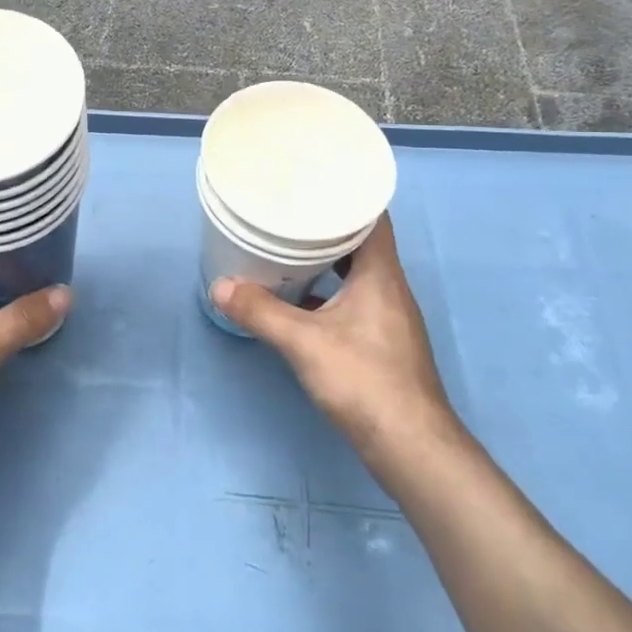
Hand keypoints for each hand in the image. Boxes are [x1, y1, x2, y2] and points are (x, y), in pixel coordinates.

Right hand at [212, 215, 463, 489]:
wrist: (411, 448)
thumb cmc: (364, 381)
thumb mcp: (304, 342)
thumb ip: (260, 312)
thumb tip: (220, 286)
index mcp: (381, 275)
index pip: (374, 217)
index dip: (348, 196)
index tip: (314, 183)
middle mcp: (390, 289)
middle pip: (362, 243)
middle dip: (328, 226)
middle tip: (290, 213)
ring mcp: (388, 318)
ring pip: (356, 273)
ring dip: (327, 261)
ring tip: (289, 250)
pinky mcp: (382, 343)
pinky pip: (354, 299)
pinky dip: (329, 292)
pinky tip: (300, 301)